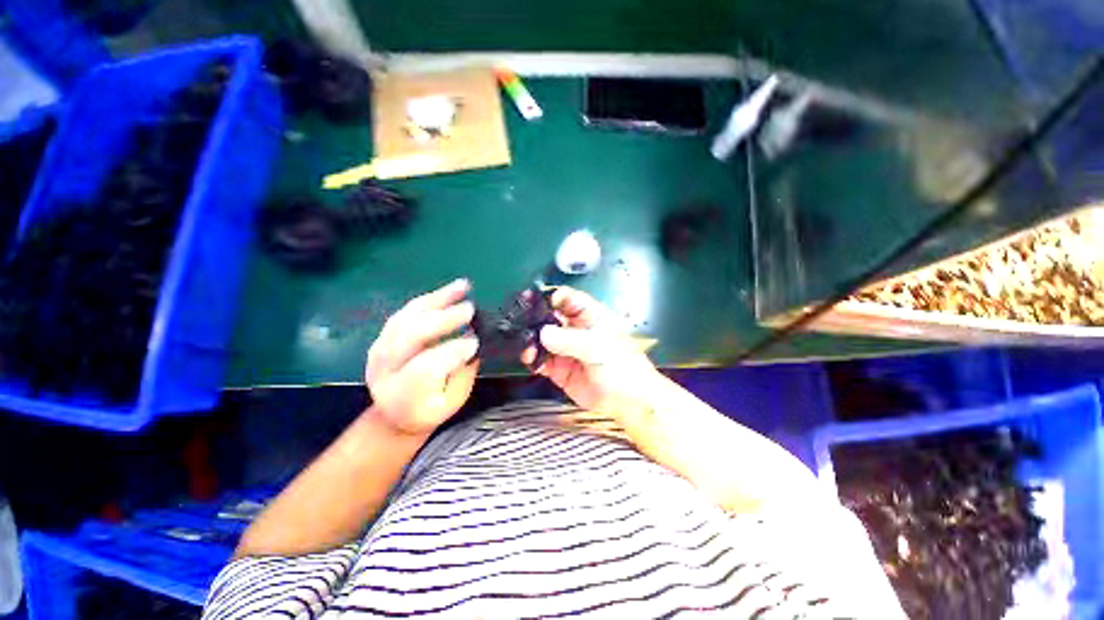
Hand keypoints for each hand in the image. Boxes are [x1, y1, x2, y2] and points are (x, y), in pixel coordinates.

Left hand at [365, 279, 479, 436]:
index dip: (450, 353)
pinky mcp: (383, 335)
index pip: (423, 369)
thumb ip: (462, 373)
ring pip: (406, 318)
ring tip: (463, 287)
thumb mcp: (452, 401)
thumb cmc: (430, 409)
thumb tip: (473, 343)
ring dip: (436, 300)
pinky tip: (450, 290)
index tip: (475, 342)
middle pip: (409, 337)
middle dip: (443, 320)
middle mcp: (384, 370)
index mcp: (402, 396)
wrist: (394, 412)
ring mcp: (379, 349)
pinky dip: (429, 299)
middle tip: (470, 309)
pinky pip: (406, 312)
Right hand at [522, 287, 662, 418]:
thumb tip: (543, 333)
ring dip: (532, 340)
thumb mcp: (599, 348)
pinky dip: (533, 359)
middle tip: (519, 320)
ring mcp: (566, 349)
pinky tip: (529, 359)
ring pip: (543, 339)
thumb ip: (570, 340)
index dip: (552, 297)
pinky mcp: (559, 368)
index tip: (534, 300)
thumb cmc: (622, 367)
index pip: (569, 299)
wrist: (628, 403)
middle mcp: (575, 330)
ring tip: (525, 345)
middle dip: (535, 318)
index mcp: (590, 317)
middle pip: (551, 317)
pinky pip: (541, 360)